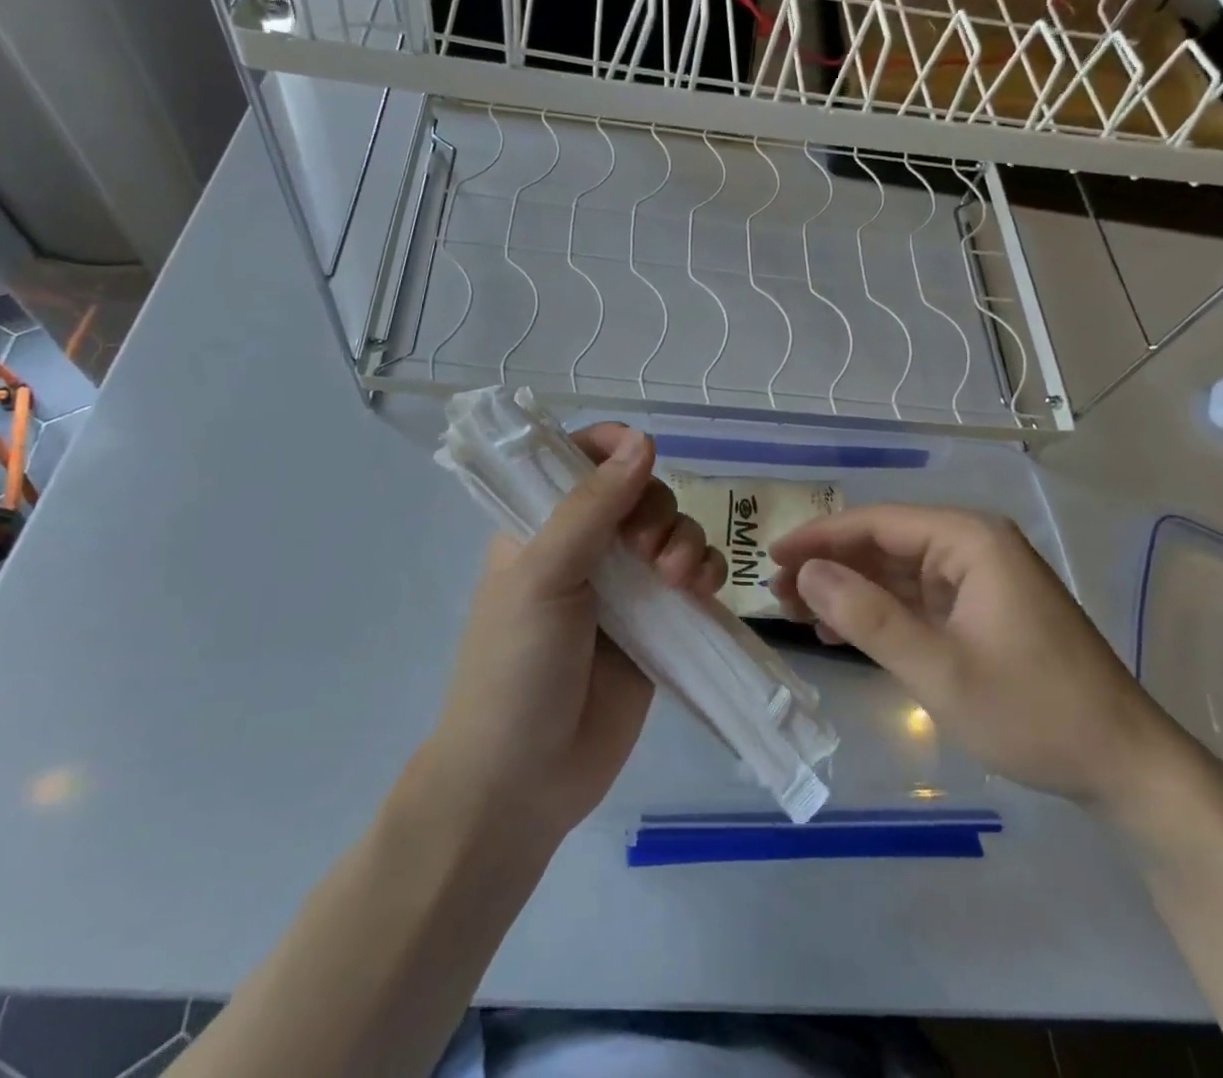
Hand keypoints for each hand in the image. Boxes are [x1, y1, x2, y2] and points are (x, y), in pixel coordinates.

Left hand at [420, 424, 723, 840]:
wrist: (523, 781)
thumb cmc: (515, 668)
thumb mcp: (543, 575)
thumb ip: (592, 507)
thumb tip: (642, 440)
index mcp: (542, 525)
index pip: (578, 459)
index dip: (612, 447)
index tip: (641, 454)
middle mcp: (586, 547)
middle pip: (639, 492)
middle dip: (657, 508)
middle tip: (649, 551)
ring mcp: (625, 587)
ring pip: (673, 531)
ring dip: (686, 540)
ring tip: (679, 579)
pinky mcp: (659, 624)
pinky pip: (695, 578)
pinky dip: (707, 572)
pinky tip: (704, 590)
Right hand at [768, 506, 1176, 809]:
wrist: (1126, 766)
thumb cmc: (1034, 711)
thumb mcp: (939, 668)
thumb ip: (868, 617)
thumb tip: (805, 574)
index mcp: (969, 540)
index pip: (877, 523)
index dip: (820, 538)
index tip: (771, 557)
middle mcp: (974, 545)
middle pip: (884, 543)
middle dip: (831, 566)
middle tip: (778, 594)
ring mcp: (980, 578)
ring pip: (897, 571)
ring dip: (850, 590)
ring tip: (799, 614)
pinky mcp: (982, 609)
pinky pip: (918, 598)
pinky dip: (880, 612)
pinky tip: (843, 631)